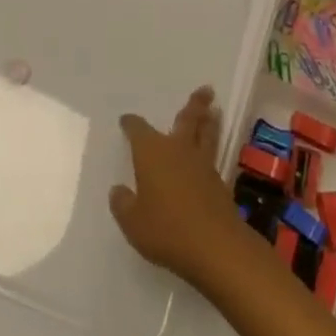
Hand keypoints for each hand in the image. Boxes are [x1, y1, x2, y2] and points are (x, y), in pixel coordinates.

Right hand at [110, 85, 247, 285]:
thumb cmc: (166, 229)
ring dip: (210, 121)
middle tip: (206, 90)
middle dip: (194, 104)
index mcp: (152, 152)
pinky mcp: (218, 181)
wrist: (213, 245)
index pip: (138, 129)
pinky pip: (213, 155)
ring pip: (206, 133)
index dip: (131, 123)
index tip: (126, 120)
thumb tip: (118, 190)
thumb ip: (123, 204)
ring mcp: (201, 163)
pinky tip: (210, 154)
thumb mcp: (133, 222)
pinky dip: (213, 147)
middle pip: (186, 119)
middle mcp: (177, 148)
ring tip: (215, 110)